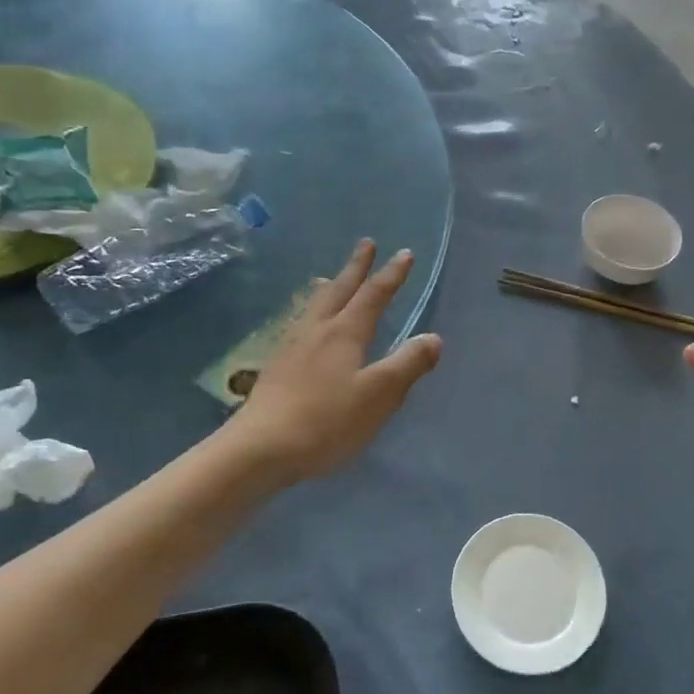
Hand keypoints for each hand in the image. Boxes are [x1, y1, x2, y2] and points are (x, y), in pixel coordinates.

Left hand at [228, 239, 442, 486]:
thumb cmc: (327, 421)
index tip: (405, 253)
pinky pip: (298, 325)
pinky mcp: (276, 368)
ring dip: (327, 287)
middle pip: (339, 290)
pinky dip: (308, 313)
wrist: (260, 449)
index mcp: (345, 333)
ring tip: (327, 277)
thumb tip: (433, 338)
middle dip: (356, 267)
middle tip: (366, 243)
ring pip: (313, 306)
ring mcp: (291, 348)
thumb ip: (408, 364)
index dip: (391, 274)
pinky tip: (302, 327)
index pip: (374, 295)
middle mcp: (317, 331)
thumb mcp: (379, 394)